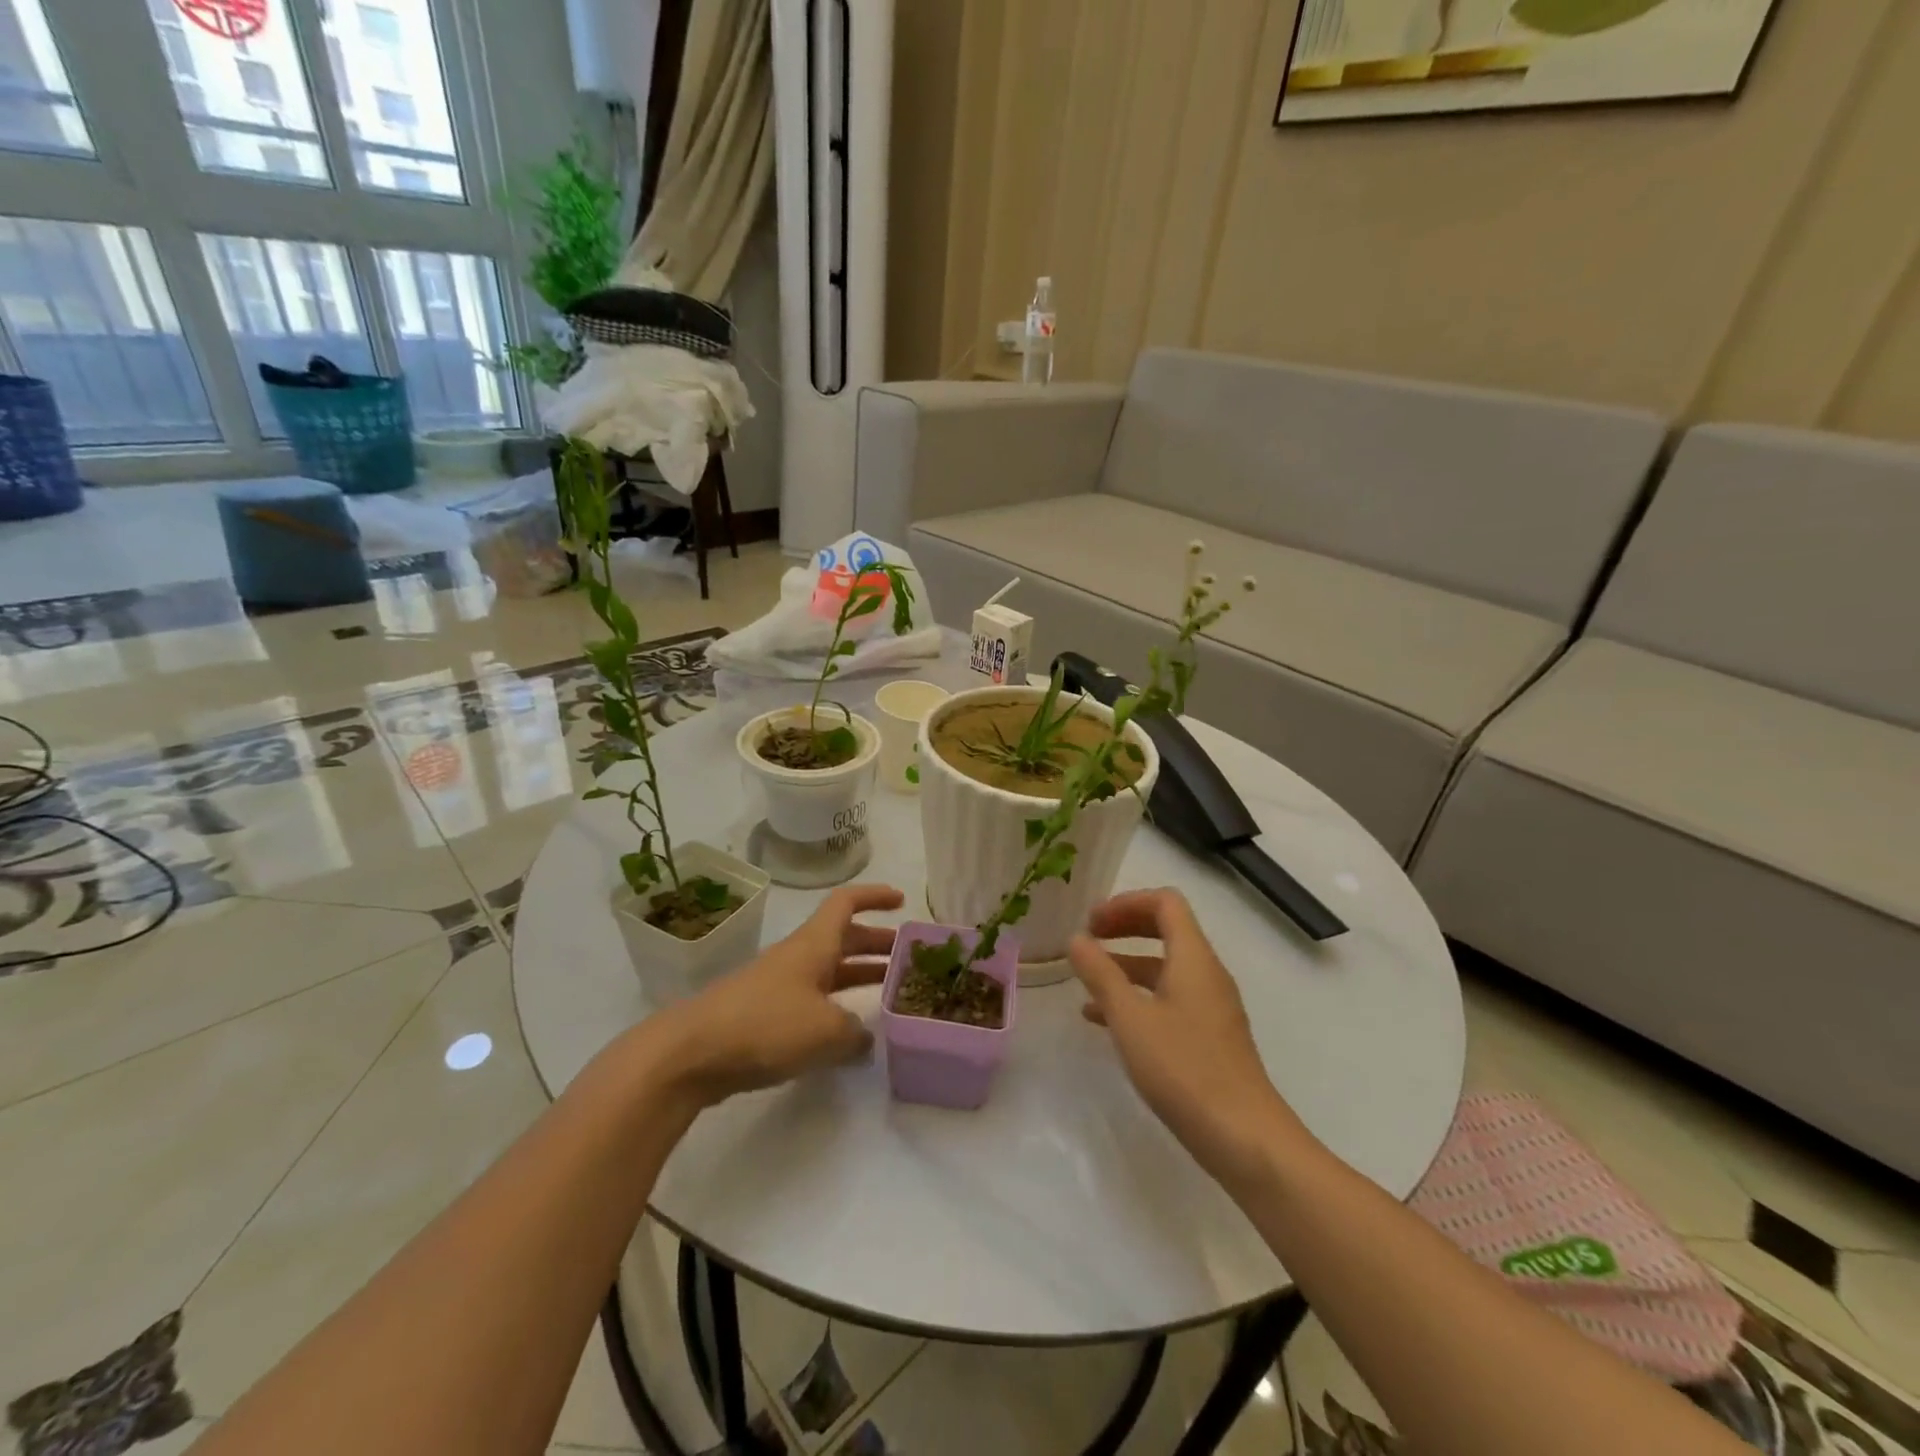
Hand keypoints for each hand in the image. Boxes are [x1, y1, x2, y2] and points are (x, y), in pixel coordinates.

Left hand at [652, 884, 902, 1104]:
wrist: (691, 1053)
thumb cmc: (765, 1025)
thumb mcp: (826, 1031)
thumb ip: (856, 1033)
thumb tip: (864, 1038)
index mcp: (814, 945)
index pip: (847, 903)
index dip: (875, 896)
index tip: (901, 901)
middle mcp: (798, 957)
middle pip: (843, 938)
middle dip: (875, 943)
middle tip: (906, 957)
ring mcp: (779, 986)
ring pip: (829, 971)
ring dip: (858, 975)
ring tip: (889, 992)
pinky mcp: (764, 1016)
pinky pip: (811, 1002)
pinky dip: (835, 1009)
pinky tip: (849, 1035)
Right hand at [1070, 889, 1302, 1188]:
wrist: (1244, 1139)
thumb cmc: (1184, 1070)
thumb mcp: (1130, 1019)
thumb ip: (1101, 974)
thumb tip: (1077, 939)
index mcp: (1193, 957)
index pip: (1165, 902)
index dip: (1125, 902)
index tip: (1091, 922)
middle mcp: (1207, 973)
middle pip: (1166, 929)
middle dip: (1124, 928)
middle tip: (1088, 940)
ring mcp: (1211, 1006)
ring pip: (1165, 967)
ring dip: (1126, 965)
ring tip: (1087, 982)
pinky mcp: (1210, 1036)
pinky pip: (1170, 998)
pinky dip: (1138, 996)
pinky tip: (1105, 1021)